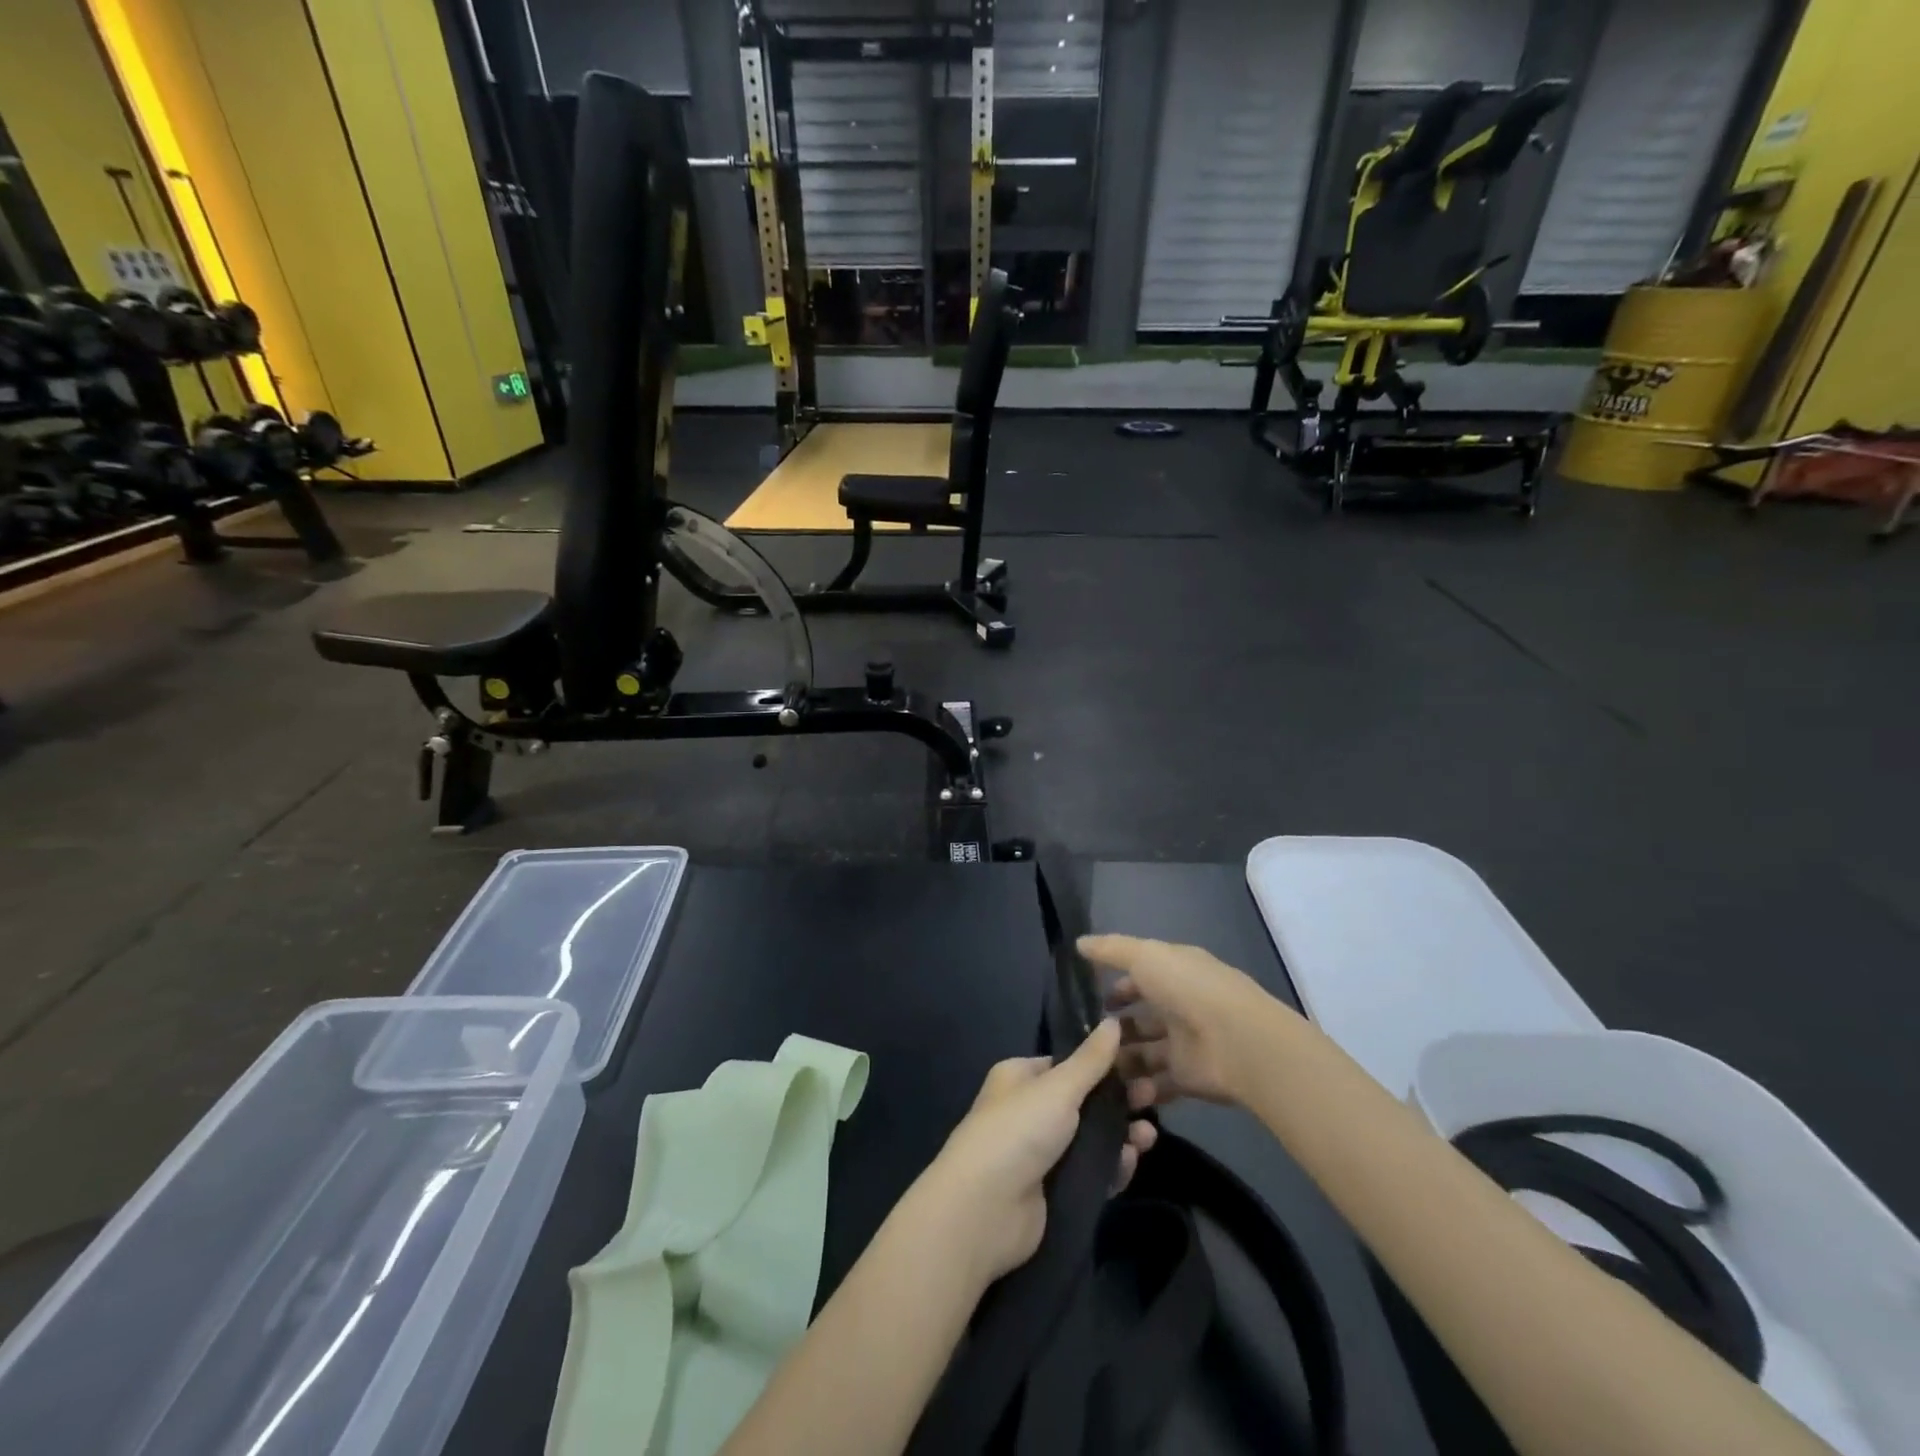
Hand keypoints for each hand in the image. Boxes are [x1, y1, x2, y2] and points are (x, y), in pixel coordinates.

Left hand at [909, 1019, 1156, 1287]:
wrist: (985, 1209)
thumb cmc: (1018, 1131)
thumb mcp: (1058, 1087)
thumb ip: (1091, 1060)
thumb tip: (1113, 1020)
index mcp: (1021, 1078)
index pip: (1067, 1064)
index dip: (1102, 1064)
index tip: (1139, 1064)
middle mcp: (1029, 1111)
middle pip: (1084, 1101)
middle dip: (1119, 1100)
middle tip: (1153, 1098)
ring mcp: (1041, 1154)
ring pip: (1092, 1138)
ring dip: (1122, 1134)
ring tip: (1148, 1136)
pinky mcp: (1054, 1192)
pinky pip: (1092, 1173)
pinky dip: (1113, 1167)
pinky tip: (1132, 1161)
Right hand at [1079, 934, 1284, 1106]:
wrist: (1237, 1042)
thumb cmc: (1188, 989)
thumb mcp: (1145, 956)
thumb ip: (1111, 950)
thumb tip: (1079, 942)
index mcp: (1175, 973)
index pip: (1141, 978)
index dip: (1117, 988)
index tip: (1091, 1000)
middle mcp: (1181, 1006)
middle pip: (1141, 1018)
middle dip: (1115, 1029)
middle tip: (1085, 1041)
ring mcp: (1185, 1044)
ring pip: (1145, 1052)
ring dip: (1121, 1060)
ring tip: (1093, 1069)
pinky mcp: (1188, 1078)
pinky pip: (1157, 1084)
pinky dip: (1138, 1088)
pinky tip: (1113, 1091)